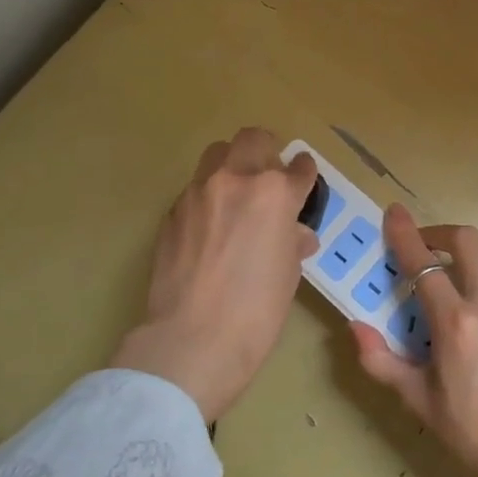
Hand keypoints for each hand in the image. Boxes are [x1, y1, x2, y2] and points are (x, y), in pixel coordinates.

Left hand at [113, 128, 319, 422]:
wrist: (194, 337)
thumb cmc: (257, 310)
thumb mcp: (289, 273)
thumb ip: (292, 241)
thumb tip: (295, 234)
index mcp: (275, 193)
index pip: (299, 168)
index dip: (305, 174)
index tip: (304, 180)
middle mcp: (235, 180)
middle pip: (253, 140)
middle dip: (267, 151)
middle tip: (270, 177)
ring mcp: (198, 192)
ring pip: (217, 154)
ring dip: (233, 165)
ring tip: (236, 194)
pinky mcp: (172, 211)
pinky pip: (195, 189)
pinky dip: (208, 197)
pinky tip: (210, 226)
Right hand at [350, 205, 477, 476]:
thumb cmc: (474, 432)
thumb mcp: (418, 401)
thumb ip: (381, 360)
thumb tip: (355, 326)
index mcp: (454, 323)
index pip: (422, 263)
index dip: (404, 233)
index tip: (395, 213)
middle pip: (466, 239)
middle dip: (441, 235)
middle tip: (433, 251)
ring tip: (476, 270)